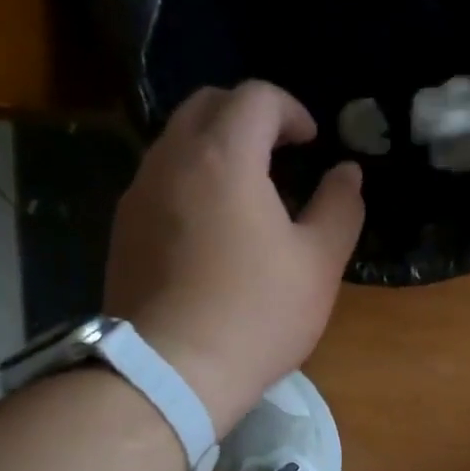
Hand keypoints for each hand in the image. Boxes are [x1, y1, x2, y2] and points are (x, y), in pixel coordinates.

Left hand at [106, 82, 363, 433]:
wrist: (170, 373)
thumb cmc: (255, 314)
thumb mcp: (318, 263)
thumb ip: (339, 207)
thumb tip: (347, 173)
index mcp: (222, 157)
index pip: (254, 97)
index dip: (291, 110)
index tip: (312, 143)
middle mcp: (171, 160)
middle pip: (207, 105)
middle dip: (248, 116)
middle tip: (281, 152)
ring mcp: (138, 195)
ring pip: (177, 142)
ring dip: (216, 147)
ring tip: (249, 190)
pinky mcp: (123, 230)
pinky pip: (160, 180)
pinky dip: (191, 179)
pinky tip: (212, 227)